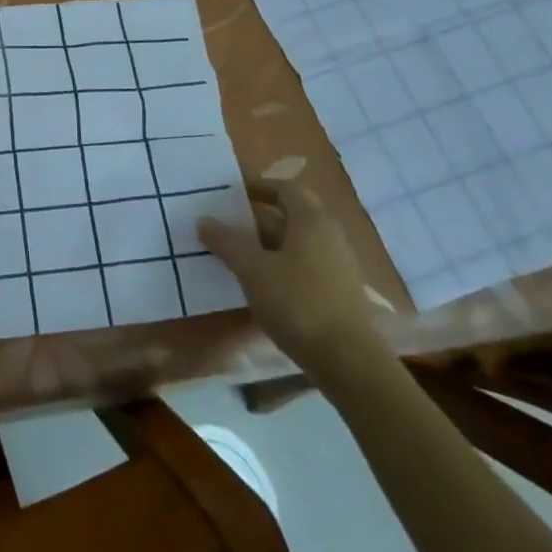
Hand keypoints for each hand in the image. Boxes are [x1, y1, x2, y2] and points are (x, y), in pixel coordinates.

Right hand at [199, 186, 379, 377]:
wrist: (348, 362)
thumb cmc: (298, 303)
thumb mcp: (252, 269)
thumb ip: (226, 241)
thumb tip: (203, 220)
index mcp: (312, 220)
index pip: (285, 189)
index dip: (259, 188)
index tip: (234, 195)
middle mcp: (331, 235)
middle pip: (293, 214)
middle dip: (262, 217)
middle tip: (233, 224)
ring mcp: (340, 265)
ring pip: (300, 242)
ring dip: (271, 243)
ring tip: (242, 255)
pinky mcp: (342, 293)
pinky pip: (308, 265)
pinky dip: (285, 265)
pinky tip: (266, 285)